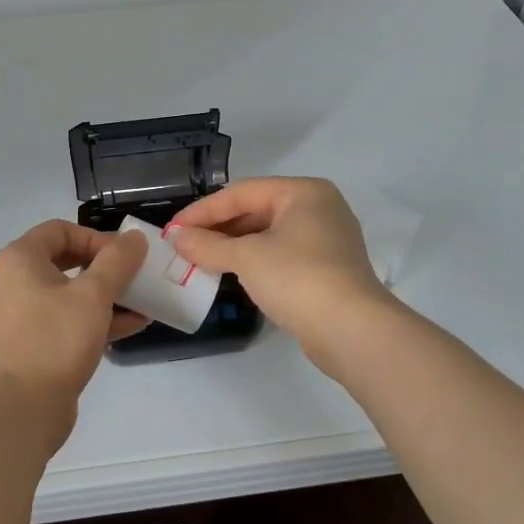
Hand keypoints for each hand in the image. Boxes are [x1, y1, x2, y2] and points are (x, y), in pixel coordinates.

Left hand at [0, 221, 148, 457]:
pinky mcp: (39, 342)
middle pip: (69, 260)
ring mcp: (27, 314)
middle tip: (137, 273)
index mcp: (21, 259)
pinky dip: (101, 318)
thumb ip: (117, 261)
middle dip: (108, 266)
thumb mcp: (93, 295)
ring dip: (110, 293)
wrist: (22, 409)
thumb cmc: (55, 340)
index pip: (61, 229)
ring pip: (74, 292)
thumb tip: (134, 237)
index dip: (96, 237)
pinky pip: (73, 319)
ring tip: (146, 299)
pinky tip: (136, 323)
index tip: (126, 255)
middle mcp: (18, 281)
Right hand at [167, 178, 394, 362]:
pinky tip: (230, 272)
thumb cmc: (298, 278)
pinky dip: (254, 260)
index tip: (172, 229)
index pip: (242, 193)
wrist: (352, 331)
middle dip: (218, 228)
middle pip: (256, 210)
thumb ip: (208, 244)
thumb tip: (176, 237)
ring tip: (199, 258)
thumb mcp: (247, 257)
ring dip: (233, 245)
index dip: (203, 210)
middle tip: (183, 244)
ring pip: (268, 234)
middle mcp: (318, 208)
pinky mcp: (327, 269)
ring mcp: (326, 239)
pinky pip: (281, 254)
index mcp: (303, 192)